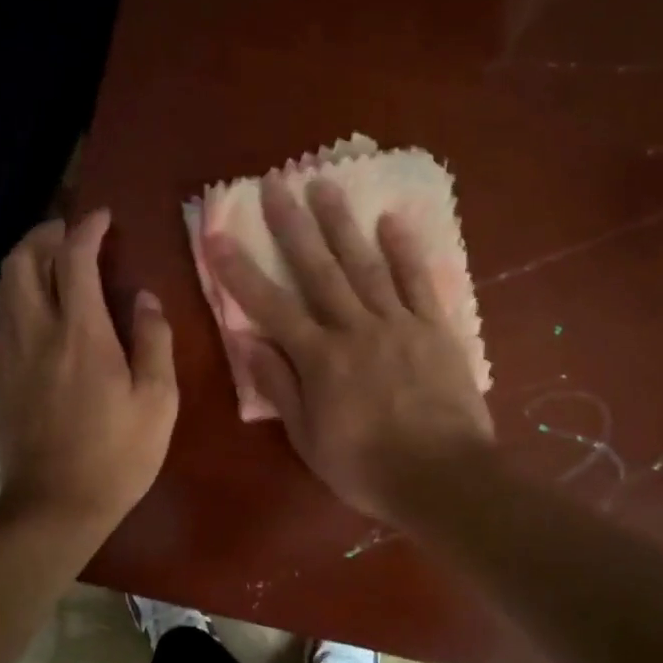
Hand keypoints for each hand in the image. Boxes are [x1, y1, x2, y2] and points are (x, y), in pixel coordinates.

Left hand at [0, 210, 178, 537]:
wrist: (54, 505)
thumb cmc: (117, 456)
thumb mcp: (158, 401)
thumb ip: (154, 341)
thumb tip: (145, 298)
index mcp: (81, 334)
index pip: (75, 259)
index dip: (87, 228)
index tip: (103, 216)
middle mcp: (37, 332)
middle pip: (22, 260)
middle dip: (44, 233)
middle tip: (71, 233)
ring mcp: (9, 354)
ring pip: (2, 286)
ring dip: (24, 260)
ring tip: (51, 262)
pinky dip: (14, 294)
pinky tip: (35, 308)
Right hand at [207, 176, 493, 525]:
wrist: (444, 478)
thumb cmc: (367, 467)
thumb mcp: (308, 438)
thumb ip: (279, 386)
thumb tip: (249, 342)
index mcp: (319, 358)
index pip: (270, 306)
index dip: (240, 270)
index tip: (218, 235)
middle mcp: (354, 328)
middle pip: (318, 269)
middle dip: (292, 226)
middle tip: (276, 183)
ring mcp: (398, 324)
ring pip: (365, 265)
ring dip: (342, 224)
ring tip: (325, 185)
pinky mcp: (435, 329)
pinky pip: (418, 282)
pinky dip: (405, 250)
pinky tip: (391, 221)